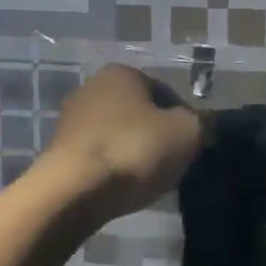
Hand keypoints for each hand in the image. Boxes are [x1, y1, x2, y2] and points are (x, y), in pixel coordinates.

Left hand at [42, 66, 202, 218]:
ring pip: (120, 136)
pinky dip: (114, 170)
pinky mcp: (60, 152)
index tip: (191, 147)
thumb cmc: (133, 150)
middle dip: (158, 137)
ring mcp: (71, 121)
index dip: (185, 120)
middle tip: (173, 165)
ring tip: (148, 181)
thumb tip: (205, 126)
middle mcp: (92, 88)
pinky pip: (100, 157)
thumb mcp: (187, 133)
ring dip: (136, 155)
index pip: (167, 93)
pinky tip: (122, 189)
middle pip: (141, 114)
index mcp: (122, 73)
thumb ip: (203, 124)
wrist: (72, 192)